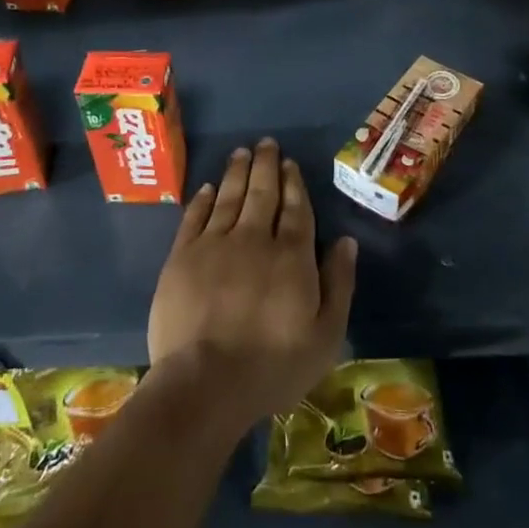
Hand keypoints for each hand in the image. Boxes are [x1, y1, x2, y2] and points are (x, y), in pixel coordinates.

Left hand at [147, 139, 357, 434]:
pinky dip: (204, 199)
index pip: (296, 209)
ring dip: (237, 172)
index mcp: (292, 256)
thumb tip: (346, 241)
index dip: (294, 183)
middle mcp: (254, 239)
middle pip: (262, 193)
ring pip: (229, 197)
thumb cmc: (273, 366)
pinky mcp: (182, 257)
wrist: (204, 384)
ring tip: (242, 152)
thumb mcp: (326, 335)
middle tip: (267, 143)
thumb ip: (339, 284)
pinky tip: (209, 187)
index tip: (290, 163)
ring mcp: (215, 245)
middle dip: (266, 165)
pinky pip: (195, 218)